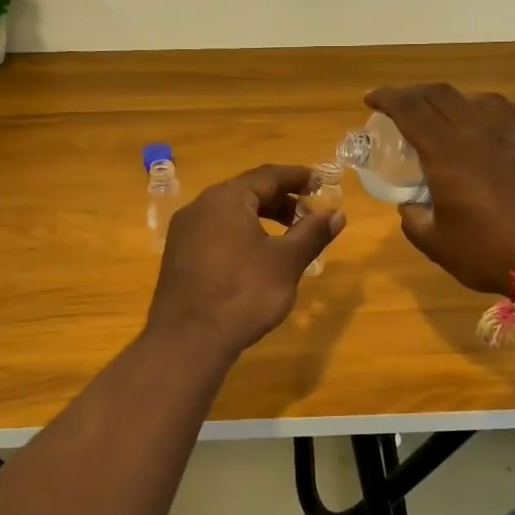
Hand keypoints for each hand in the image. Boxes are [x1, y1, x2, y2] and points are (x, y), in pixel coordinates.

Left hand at [146, 165, 345, 357]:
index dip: (297, 177)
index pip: (268, 176)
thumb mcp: (286, 262)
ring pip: (229, 213)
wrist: (189, 339)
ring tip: (286, 238)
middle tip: (308, 215)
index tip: (319, 181)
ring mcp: (184, 231)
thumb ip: (312, 233)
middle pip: (246, 192)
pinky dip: (240, 234)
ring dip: (260, 218)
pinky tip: (255, 257)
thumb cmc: (244, 293)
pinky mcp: (177, 255)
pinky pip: (215, 232)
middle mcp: (200, 206)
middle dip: (280, 200)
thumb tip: (337, 213)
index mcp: (226, 198)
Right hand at [365, 84, 514, 294]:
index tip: (371, 98)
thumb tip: (410, 206)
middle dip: (416, 93)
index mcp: (445, 151)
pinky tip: (504, 122)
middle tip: (404, 106)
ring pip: (483, 99)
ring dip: (459, 101)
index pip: (409, 108)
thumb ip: (414, 219)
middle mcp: (478, 131)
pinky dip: (507, 113)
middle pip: (442, 94)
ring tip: (452, 115)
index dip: (386, 97)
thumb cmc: (486, 251)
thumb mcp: (435, 243)